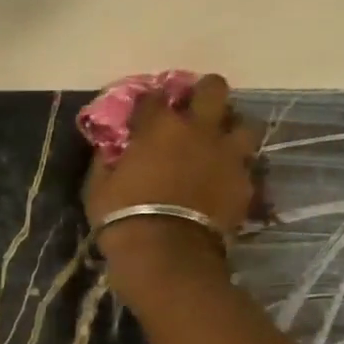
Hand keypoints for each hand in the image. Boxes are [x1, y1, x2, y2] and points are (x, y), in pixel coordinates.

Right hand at [83, 73, 257, 302]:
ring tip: (218, 145)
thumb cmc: (123, 218)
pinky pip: (246, 165)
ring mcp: (227, 154)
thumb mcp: (98, 189)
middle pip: (212, 89)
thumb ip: (105, 161)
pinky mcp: (245, 182)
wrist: (166, 255)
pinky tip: (223, 181)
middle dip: (203, 95)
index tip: (143, 115)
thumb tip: (107, 149)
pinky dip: (235, 169)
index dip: (149, 103)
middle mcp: (199, 129)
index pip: (154, 96)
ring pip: (243, 123)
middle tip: (193, 113)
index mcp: (159, 126)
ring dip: (230, 130)